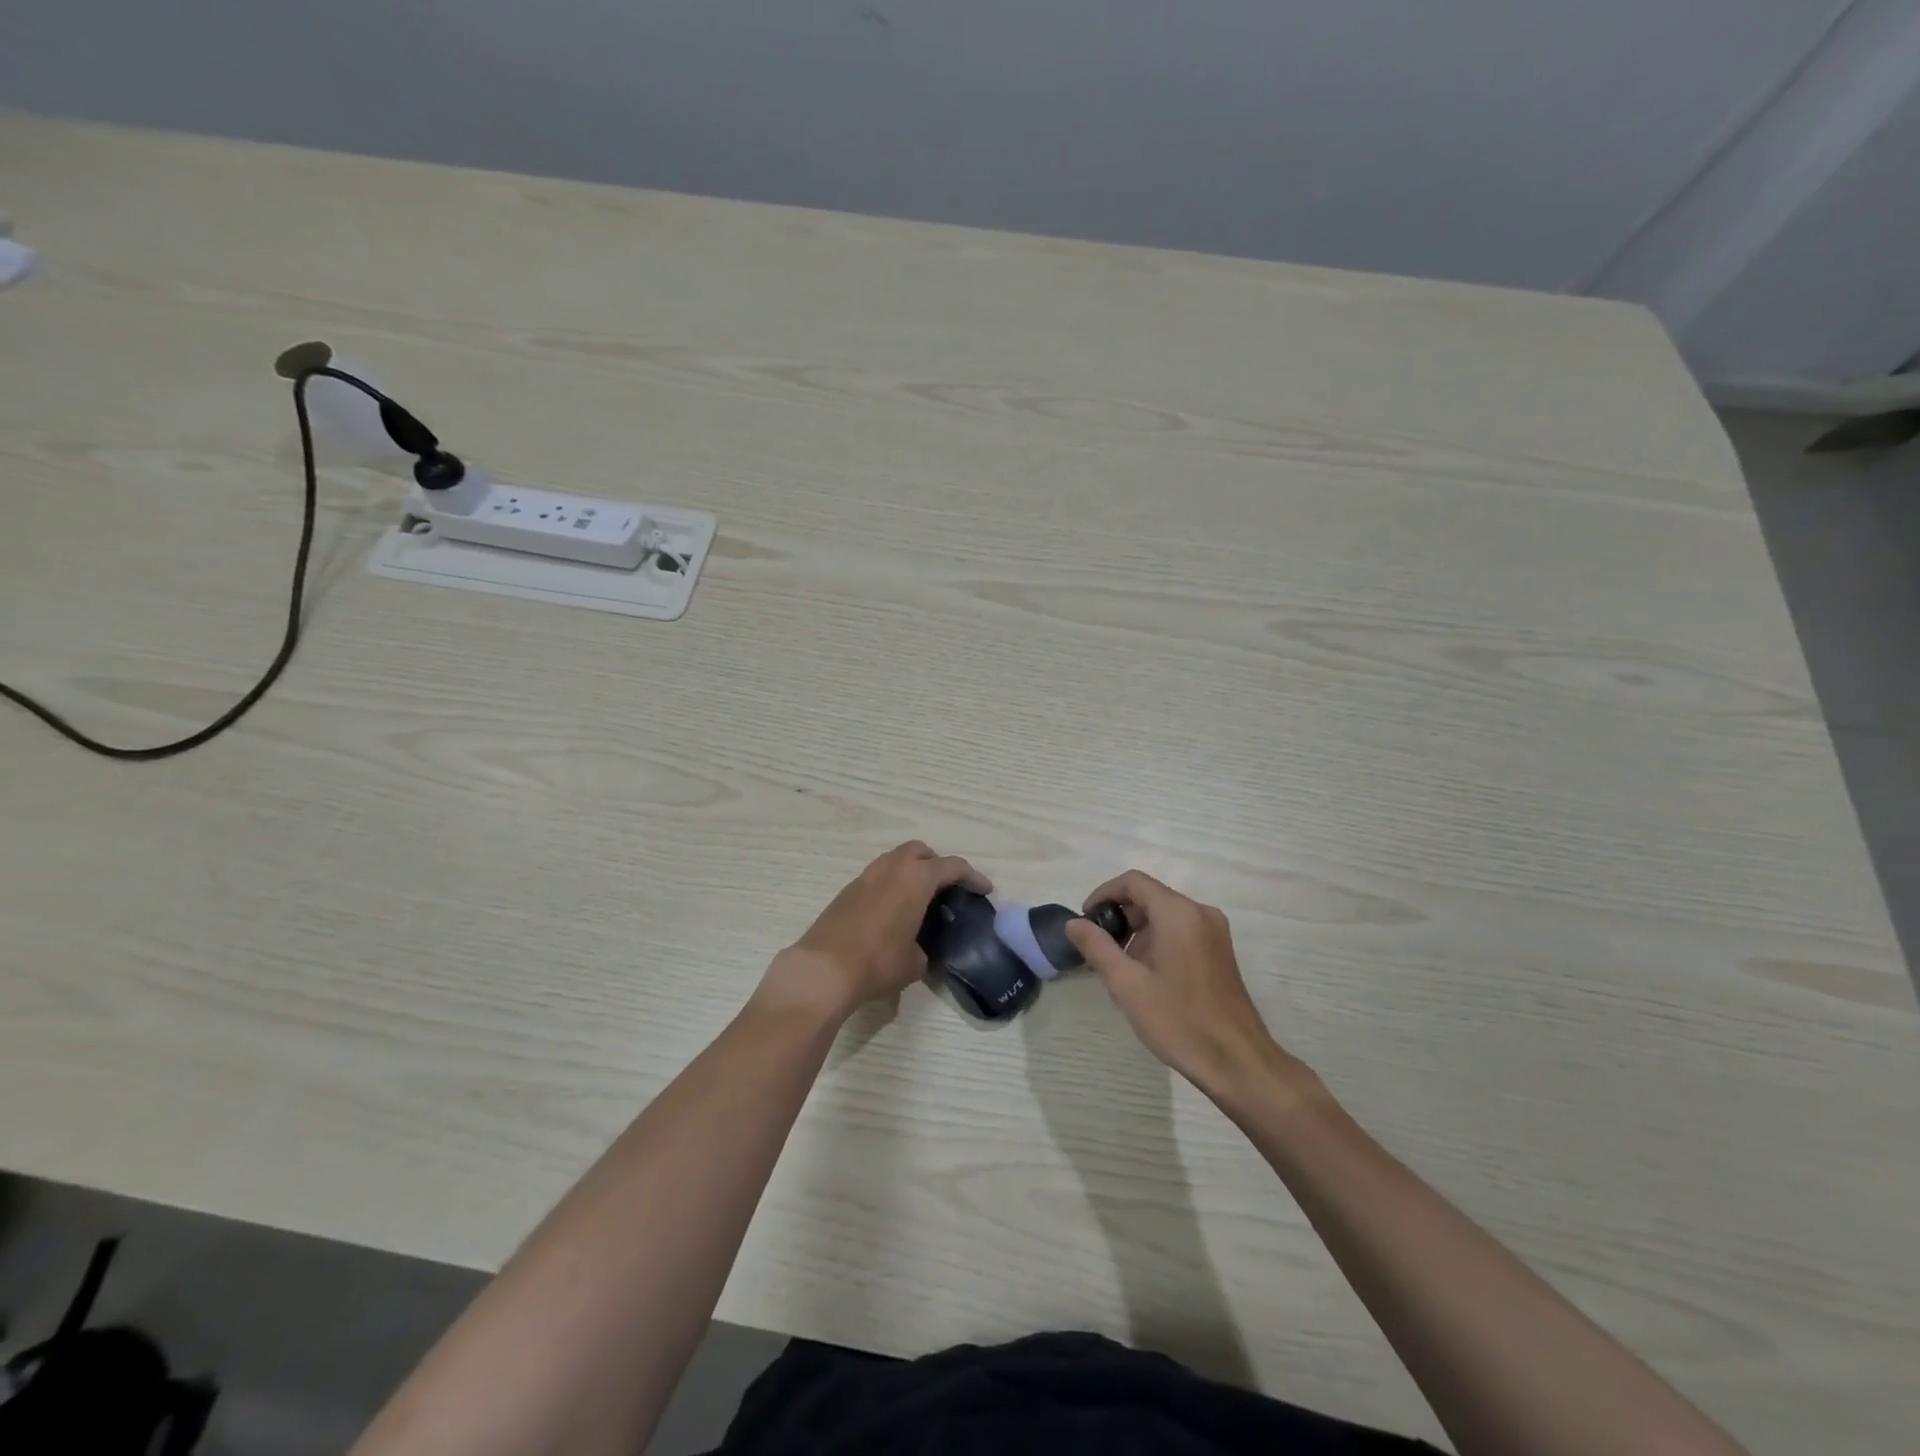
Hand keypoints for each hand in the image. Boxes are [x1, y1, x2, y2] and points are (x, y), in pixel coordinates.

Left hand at [760, 842, 990, 1022]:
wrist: (823, 970)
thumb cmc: (878, 962)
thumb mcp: (914, 963)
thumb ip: (924, 948)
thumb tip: (918, 949)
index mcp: (916, 879)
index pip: (952, 867)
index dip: (973, 877)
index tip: (985, 890)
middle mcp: (891, 869)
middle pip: (920, 851)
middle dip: (937, 864)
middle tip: (947, 888)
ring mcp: (865, 877)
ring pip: (895, 860)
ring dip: (911, 872)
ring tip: (919, 899)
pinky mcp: (846, 891)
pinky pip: (877, 878)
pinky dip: (891, 885)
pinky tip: (892, 912)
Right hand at [1065, 870, 1301, 1100]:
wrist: (1237, 1062)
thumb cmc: (1178, 1020)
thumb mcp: (1127, 984)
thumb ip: (1096, 947)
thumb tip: (1073, 923)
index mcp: (1178, 913)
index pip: (1133, 882)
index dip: (1103, 894)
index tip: (1085, 920)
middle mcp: (1200, 913)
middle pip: (1150, 896)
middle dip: (1120, 916)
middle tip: (1099, 949)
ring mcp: (1215, 932)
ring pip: (1165, 915)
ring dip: (1137, 931)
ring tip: (1120, 967)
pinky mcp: (1220, 952)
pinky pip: (1181, 931)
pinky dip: (1157, 941)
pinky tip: (1146, 975)